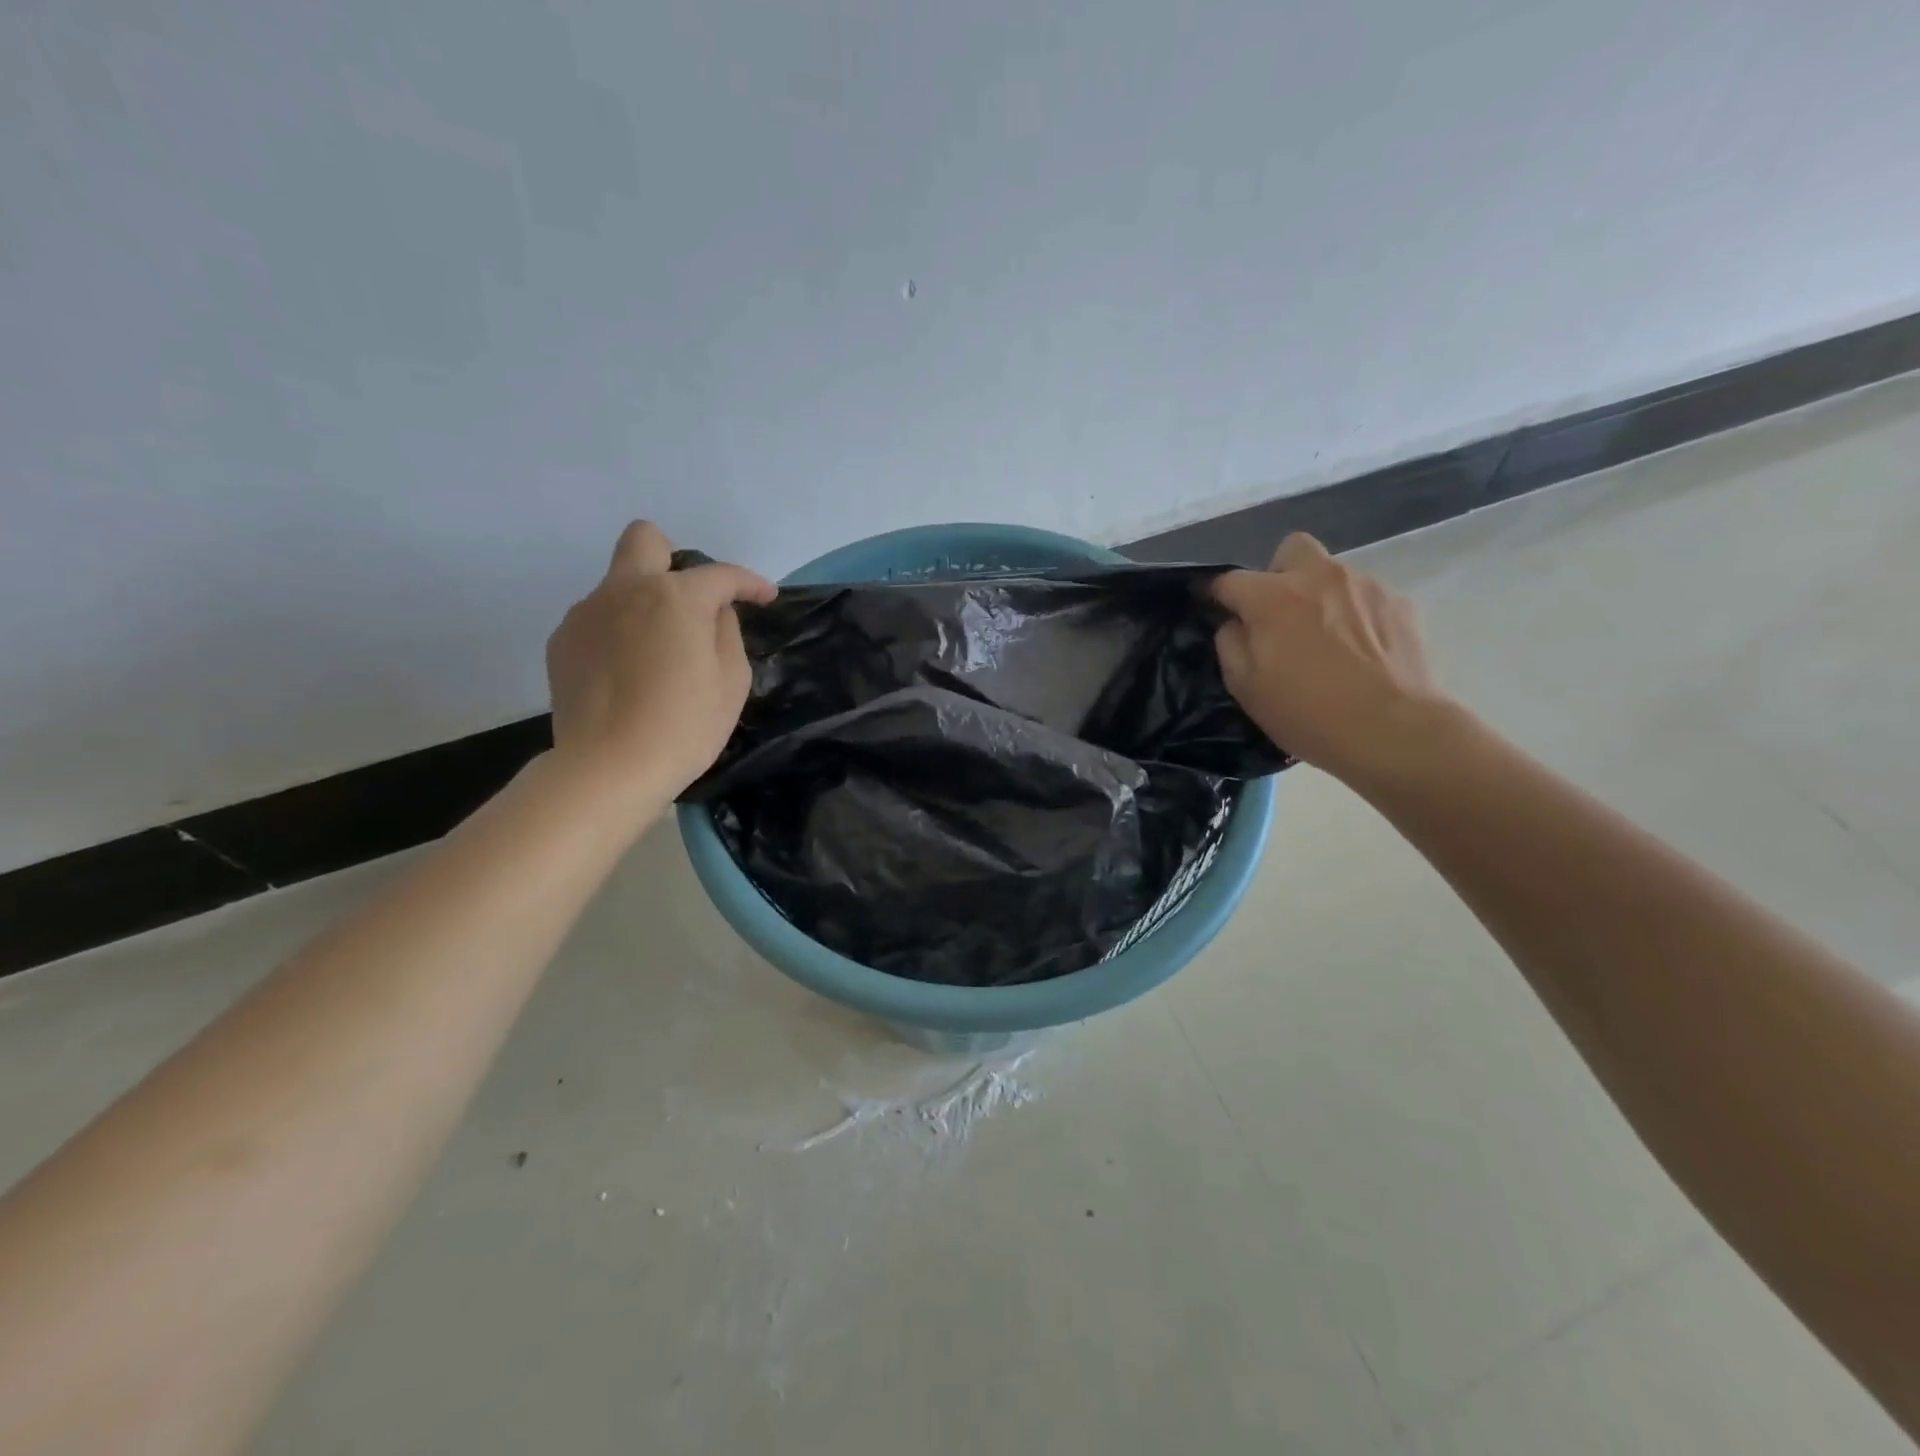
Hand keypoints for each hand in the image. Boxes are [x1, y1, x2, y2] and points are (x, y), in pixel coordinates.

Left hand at [546, 521, 776, 806]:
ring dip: (644, 603)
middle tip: (690, 600)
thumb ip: (727, 632)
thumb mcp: (732, 681)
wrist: (609, 767)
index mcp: (676, 596)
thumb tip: (714, 613)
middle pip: (645, 539)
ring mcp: (587, 612)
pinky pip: (598, 619)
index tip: (765, 598)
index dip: (750, 583)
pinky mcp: (563, 641)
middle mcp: (626, 589)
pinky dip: (619, 633)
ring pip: (619, 584)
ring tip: (658, 655)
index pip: (721, 574)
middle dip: (673, 556)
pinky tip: (628, 674)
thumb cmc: (685, 725)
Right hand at [1211, 533, 1454, 785]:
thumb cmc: (1307, 713)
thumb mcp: (1246, 688)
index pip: (1229, 580)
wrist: (1394, 730)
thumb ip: (1231, 645)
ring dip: (1320, 596)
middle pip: (1291, 549)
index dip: (1215, 593)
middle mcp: (1318, 577)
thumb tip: (1235, 624)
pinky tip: (1362, 652)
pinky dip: (1356, 616)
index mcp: (1272, 598)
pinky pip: (1366, 598)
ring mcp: (1365, 586)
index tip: (1213, 607)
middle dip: (1279, 574)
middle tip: (1280, 614)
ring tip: (1327, 641)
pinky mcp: (1401, 603)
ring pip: (1332, 574)